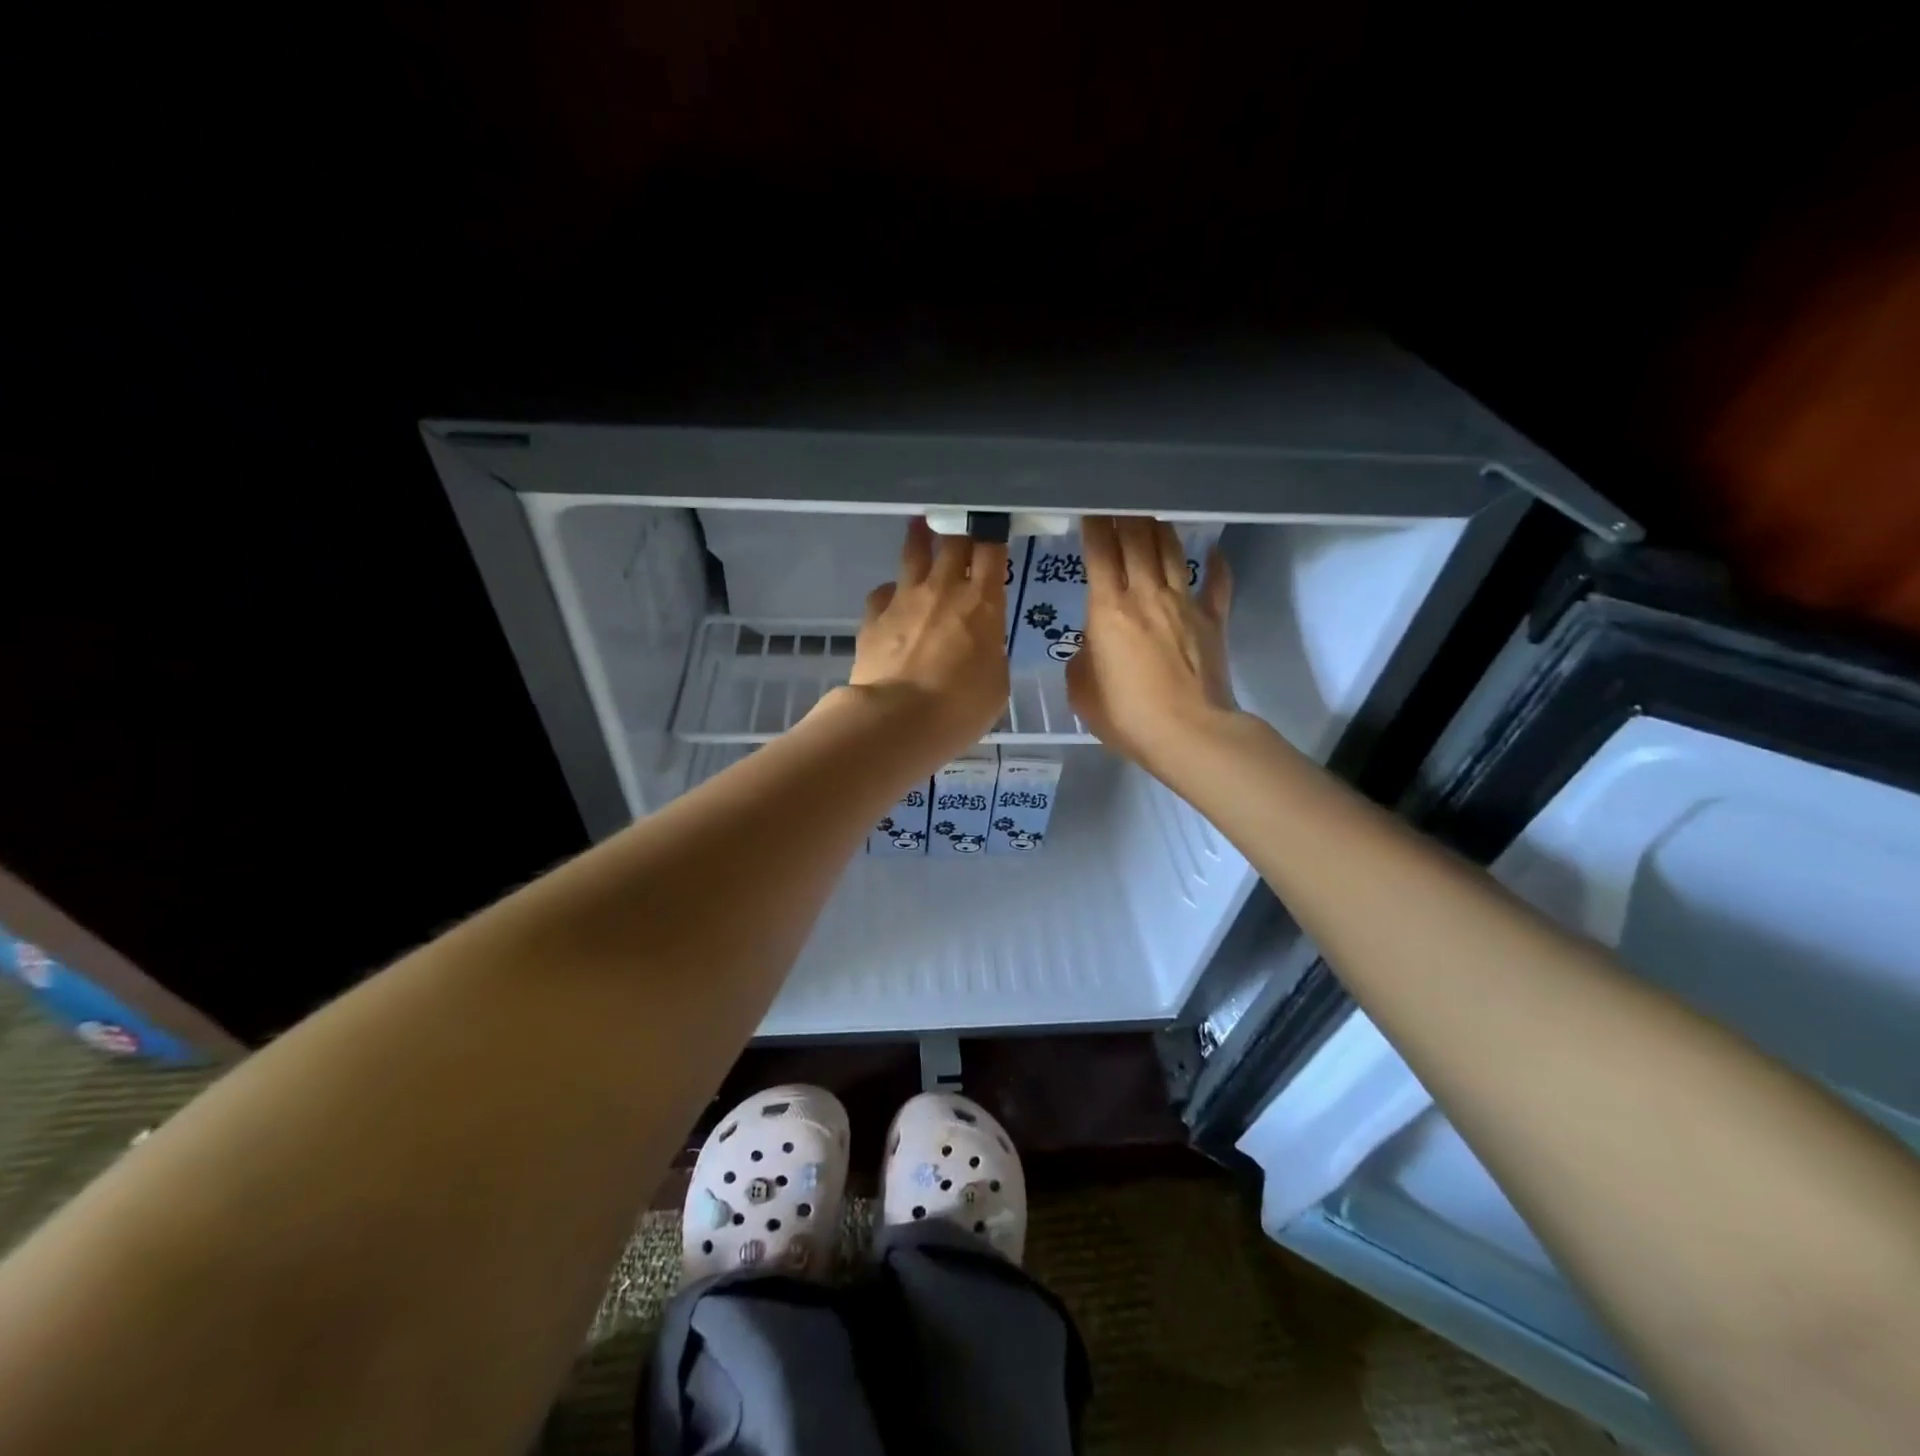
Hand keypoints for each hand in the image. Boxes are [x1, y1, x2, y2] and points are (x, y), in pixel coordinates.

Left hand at [836, 518, 1009, 762]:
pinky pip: (883, 592)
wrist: (898, 720)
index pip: (992, 551)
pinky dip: (890, 593)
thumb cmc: (960, 708)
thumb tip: (980, 644)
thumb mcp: (996, 684)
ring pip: (913, 553)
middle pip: (953, 541)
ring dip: (919, 539)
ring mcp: (904, 599)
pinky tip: (891, 601)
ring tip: (920, 527)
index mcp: (982, 602)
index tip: (994, 529)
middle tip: (960, 525)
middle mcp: (943, 588)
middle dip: (959, 529)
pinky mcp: (873, 617)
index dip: (994, 535)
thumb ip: (990, 652)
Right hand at [1067, 516, 1236, 770]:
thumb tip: (1093, 645)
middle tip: (1118, 500)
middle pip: (1137, 540)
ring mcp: (1184, 604)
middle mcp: (1146, 595)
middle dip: (1125, 515)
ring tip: (1152, 515)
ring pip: (1172, 552)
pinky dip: (1216, 565)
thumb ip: (1083, 659)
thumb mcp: (1082, 690)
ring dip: (1160, 529)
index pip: (1099, 553)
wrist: (1188, 732)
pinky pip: (1217, 584)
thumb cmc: (1126, 714)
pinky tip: (1214, 551)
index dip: (1093, 525)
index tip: (1089, 508)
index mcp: (1108, 609)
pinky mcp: (1213, 621)